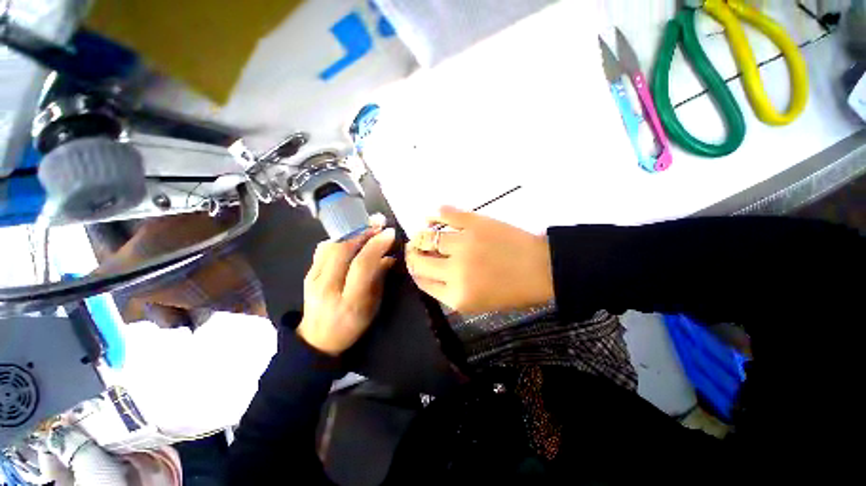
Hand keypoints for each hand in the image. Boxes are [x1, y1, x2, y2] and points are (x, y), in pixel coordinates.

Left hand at [297, 224, 396, 355]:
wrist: (317, 340)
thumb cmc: (351, 326)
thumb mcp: (372, 307)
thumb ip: (379, 279)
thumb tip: (389, 256)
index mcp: (349, 301)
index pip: (361, 265)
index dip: (376, 245)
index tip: (389, 233)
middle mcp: (326, 288)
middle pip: (343, 250)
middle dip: (364, 233)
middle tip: (379, 223)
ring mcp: (312, 280)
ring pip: (331, 246)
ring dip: (351, 233)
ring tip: (367, 227)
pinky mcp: (307, 274)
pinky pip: (323, 249)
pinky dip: (340, 238)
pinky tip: (351, 237)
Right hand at [406, 206, 553, 313]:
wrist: (543, 269)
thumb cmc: (513, 291)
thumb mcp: (478, 304)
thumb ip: (449, 292)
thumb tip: (429, 273)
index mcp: (456, 296)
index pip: (421, 281)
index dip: (414, 271)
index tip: (414, 264)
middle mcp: (454, 272)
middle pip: (419, 261)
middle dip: (412, 254)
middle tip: (413, 248)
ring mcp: (463, 244)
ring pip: (426, 237)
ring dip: (419, 236)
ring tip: (421, 234)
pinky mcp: (474, 223)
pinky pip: (445, 214)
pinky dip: (434, 214)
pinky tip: (431, 218)